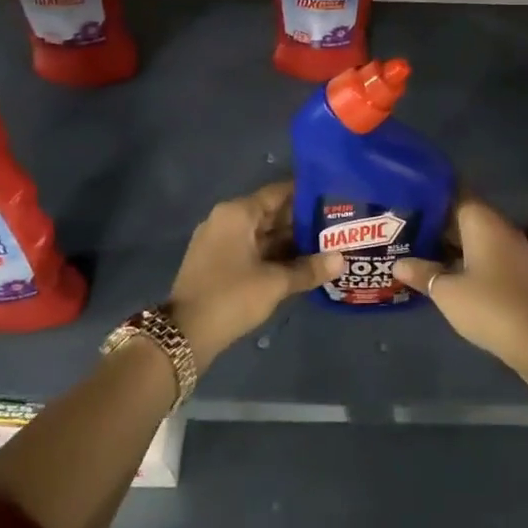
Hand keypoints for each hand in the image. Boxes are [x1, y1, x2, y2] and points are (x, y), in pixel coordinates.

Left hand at [168, 182, 343, 364]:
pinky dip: (275, 256)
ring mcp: (220, 242)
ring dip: (291, 242)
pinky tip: (301, 266)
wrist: (185, 334)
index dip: (307, 195)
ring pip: (263, 235)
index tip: (335, 199)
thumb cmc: (231, 296)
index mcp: (237, 213)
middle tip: (337, 226)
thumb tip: (342, 259)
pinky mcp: (218, 264)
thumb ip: (309, 269)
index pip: (278, 193)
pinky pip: (253, 251)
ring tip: (327, 246)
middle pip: (271, 213)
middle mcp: (227, 220)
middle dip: (303, 222)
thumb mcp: (275, 283)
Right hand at [394, 198, 527, 387]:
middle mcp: (499, 228)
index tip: (407, 198)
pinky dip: (463, 256)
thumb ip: (422, 272)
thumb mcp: (447, 291)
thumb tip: (398, 264)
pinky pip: (484, 252)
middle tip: (403, 225)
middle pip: (464, 215)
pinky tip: (442, 268)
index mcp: (483, 222)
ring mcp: (511, 249)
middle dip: (435, 221)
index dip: (431, 195)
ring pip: (474, 236)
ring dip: (449, 241)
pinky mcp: (515, 270)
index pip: (455, 194)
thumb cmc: (489, 306)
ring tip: (416, 246)